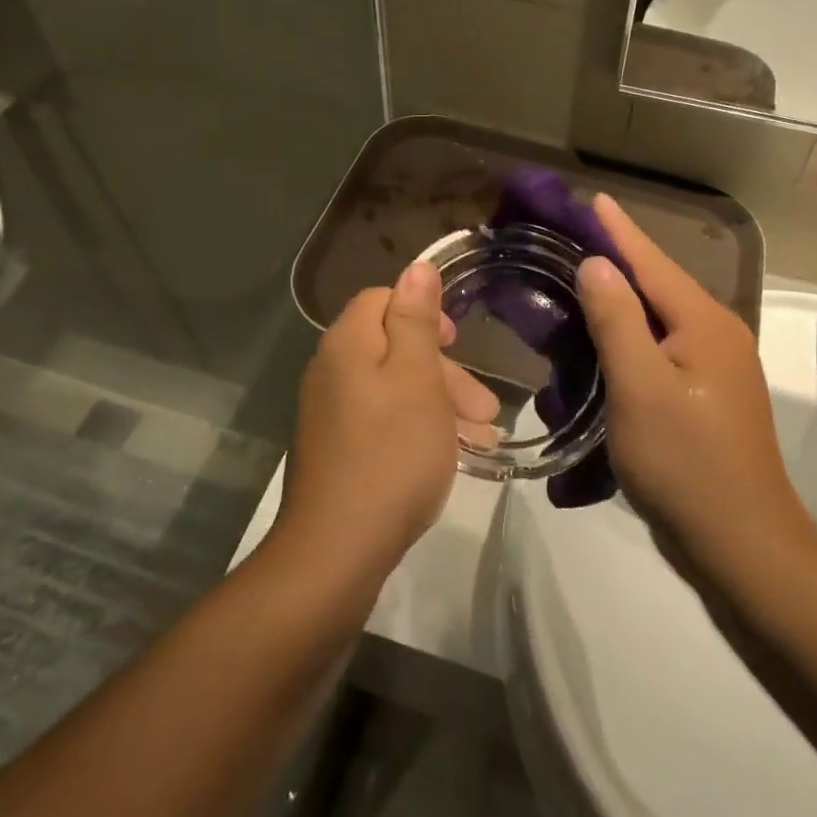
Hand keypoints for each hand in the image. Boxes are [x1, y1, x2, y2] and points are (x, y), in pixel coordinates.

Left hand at [275, 261, 501, 578]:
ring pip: (394, 389)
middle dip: (444, 371)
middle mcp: (331, 371)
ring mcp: (330, 414)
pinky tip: (452, 455)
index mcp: (347, 344)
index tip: (456, 342)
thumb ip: (416, 319)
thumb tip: (415, 266)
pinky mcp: (337, 450)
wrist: (337, 550)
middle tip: (486, 407)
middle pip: (393, 348)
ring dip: (440, 404)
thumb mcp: (416, 378)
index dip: (423, 312)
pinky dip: (419, 429)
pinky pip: (384, 422)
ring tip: (483, 437)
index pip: (382, 299)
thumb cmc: (391, 453)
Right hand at [575, 196, 812, 571]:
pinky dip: (630, 335)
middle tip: (570, 239)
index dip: (619, 230)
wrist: (741, 543)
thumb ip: (617, 320)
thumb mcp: (640, 387)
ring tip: (578, 281)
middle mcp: (716, 334)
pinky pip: (661, 348)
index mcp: (704, 323)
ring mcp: (715, 366)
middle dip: (617, 259)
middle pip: (658, 285)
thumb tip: (597, 263)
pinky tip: (603, 339)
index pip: (652, 262)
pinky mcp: (706, 394)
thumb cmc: (685, 462)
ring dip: (621, 299)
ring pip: (659, 318)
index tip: (592, 198)